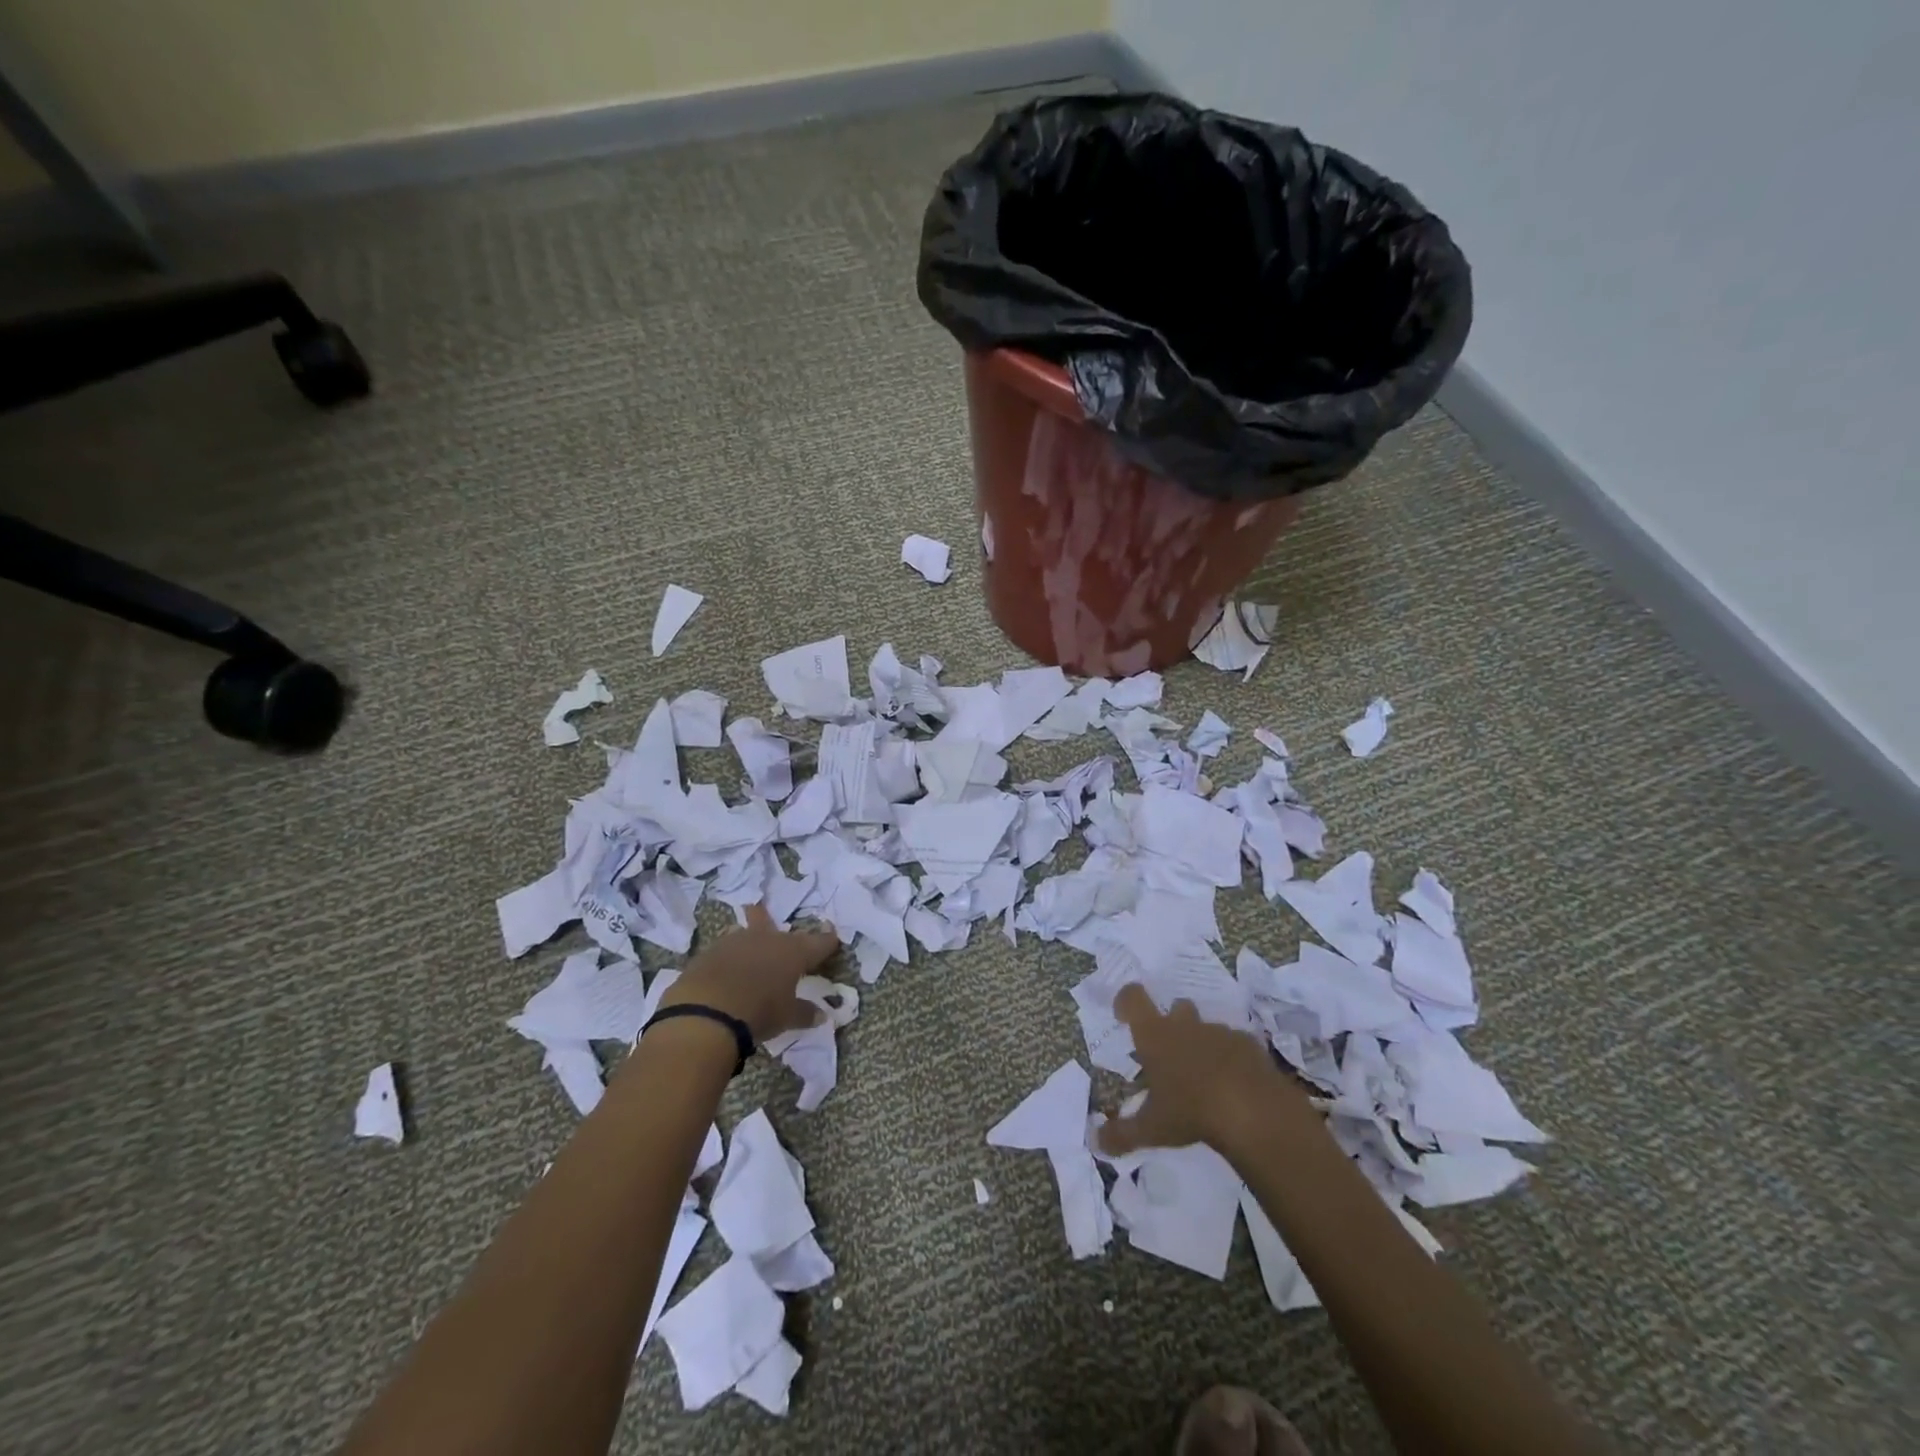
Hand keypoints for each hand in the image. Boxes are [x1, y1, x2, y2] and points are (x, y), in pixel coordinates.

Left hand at [657, 904, 839, 1043]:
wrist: (705, 1014)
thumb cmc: (759, 1012)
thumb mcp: (787, 1017)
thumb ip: (804, 1013)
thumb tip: (820, 1015)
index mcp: (793, 951)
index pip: (818, 942)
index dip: (827, 942)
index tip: (833, 939)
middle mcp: (766, 939)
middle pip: (772, 923)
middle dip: (772, 920)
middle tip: (765, 910)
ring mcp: (734, 943)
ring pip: (744, 933)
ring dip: (748, 938)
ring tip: (745, 943)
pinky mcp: (708, 954)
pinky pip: (723, 951)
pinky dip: (728, 958)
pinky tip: (724, 968)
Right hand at [1097, 984, 1313, 1158]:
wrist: (1253, 1110)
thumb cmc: (1191, 1111)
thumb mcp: (1151, 1129)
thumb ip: (1122, 1134)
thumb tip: (1097, 1143)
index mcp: (1155, 1036)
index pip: (1133, 998)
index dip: (1125, 1000)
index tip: (1123, 1015)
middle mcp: (1186, 1026)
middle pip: (1176, 1006)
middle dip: (1173, 1023)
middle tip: (1171, 1053)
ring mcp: (1220, 1032)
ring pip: (1207, 1027)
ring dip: (1203, 1043)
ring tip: (1205, 1077)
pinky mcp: (1250, 1045)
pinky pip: (1236, 1044)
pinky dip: (1232, 1058)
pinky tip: (1236, 1085)